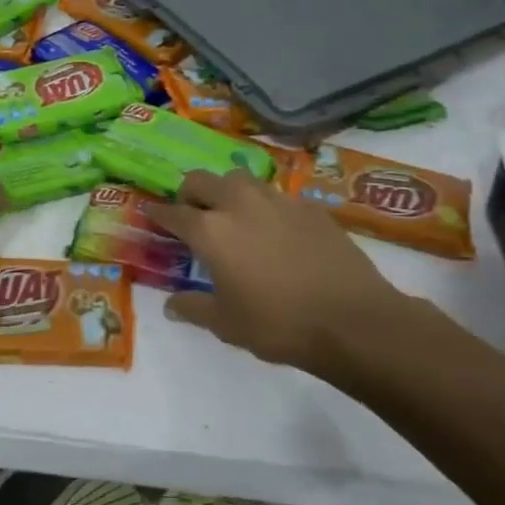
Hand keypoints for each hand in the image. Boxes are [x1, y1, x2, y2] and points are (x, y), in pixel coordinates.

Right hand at [145, 169, 445, 375]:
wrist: (352, 319)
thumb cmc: (278, 324)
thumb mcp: (227, 324)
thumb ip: (194, 308)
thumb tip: (171, 305)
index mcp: (210, 230)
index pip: (173, 212)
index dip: (158, 213)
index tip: (151, 214)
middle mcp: (238, 204)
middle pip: (202, 180)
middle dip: (190, 193)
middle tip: (192, 214)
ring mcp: (277, 200)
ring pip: (240, 179)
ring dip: (227, 191)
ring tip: (233, 216)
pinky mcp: (309, 206)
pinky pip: (275, 195)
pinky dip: (264, 206)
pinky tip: (274, 231)